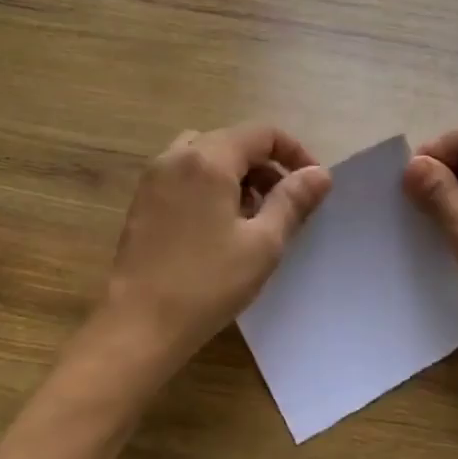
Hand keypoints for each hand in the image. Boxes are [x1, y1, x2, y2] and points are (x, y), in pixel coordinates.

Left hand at [99, 124, 331, 368]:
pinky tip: (219, 227)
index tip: (311, 184)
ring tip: (253, 215)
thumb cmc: (207, 283)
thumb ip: (292, 201)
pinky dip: (209, 186)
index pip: (261, 134)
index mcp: (208, 159)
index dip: (294, 152)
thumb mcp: (263, 243)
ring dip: (237, 175)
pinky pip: (184, 176)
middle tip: (286, 204)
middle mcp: (176, 157)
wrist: (138, 325)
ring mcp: (153, 179)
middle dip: (266, 165)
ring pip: (206, 157)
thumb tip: (319, 173)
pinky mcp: (142, 202)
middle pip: (232, 142)